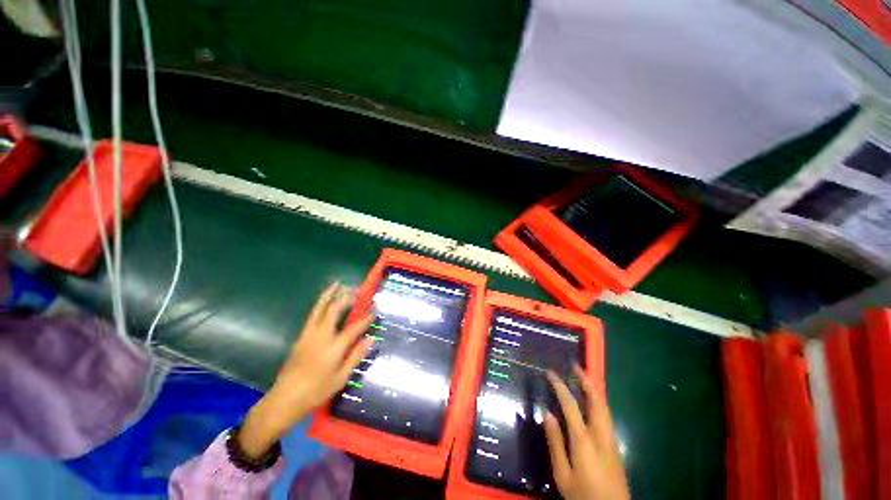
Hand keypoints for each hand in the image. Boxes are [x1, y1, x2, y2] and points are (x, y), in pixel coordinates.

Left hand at [238, 282, 374, 457]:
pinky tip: (325, 302)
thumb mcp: (340, 378)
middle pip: (334, 310)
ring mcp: (308, 334)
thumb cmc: (316, 391)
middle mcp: (321, 336)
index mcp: (334, 347)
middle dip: (346, 297)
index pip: (355, 326)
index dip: (367, 316)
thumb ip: (356, 356)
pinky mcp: (300, 337)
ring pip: (319, 309)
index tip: (375, 307)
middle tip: (356, 289)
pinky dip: (321, 304)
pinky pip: (313, 315)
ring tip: (337, 284)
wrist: (284, 400)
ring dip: (329, 295)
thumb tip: (371, 338)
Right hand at [543, 366, 629, 499]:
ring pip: (604, 407)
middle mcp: (601, 435)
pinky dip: (598, 401)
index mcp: (584, 440)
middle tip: (576, 365)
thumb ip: (555, 442)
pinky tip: (592, 401)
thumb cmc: (583, 495)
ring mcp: (611, 440)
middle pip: (596, 401)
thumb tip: (546, 413)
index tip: (551, 372)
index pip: (571, 405)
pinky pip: (607, 416)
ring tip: (584, 376)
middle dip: (586, 380)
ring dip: (594, 389)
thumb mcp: (563, 474)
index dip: (560, 386)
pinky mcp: (615, 446)